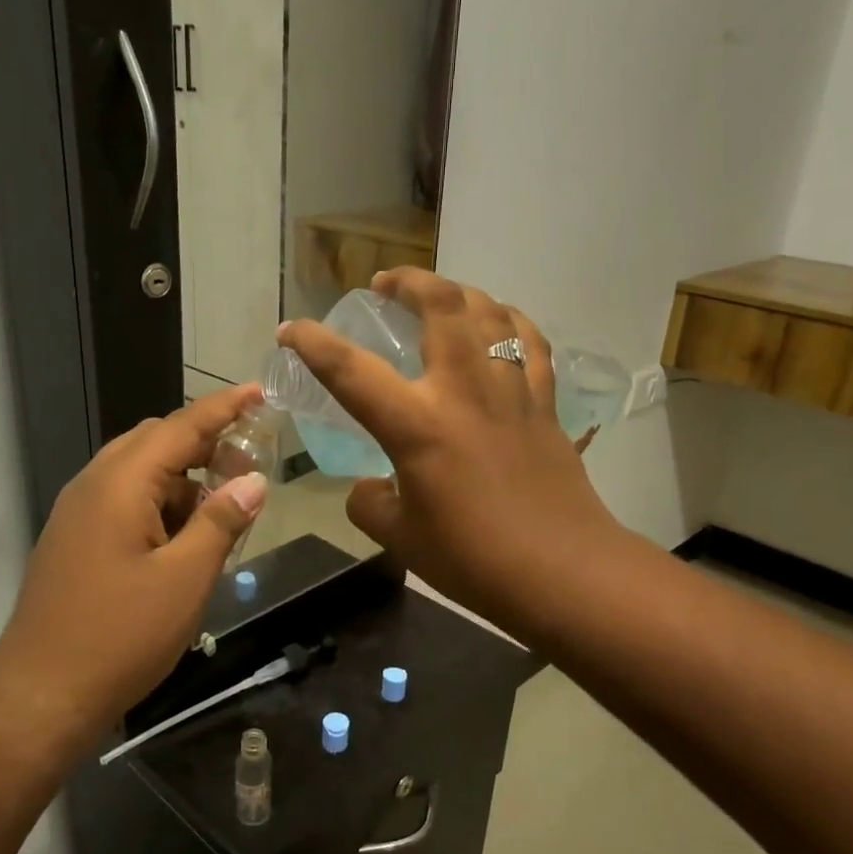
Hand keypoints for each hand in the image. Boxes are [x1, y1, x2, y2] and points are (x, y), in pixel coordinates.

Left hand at [0, 385, 269, 729]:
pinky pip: (124, 502)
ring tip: (223, 512)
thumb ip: (221, 522)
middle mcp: (94, 486)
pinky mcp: (75, 541)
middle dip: (205, 445)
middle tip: (249, 466)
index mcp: (121, 484)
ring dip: (184, 480)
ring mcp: (78, 514)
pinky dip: (161, 506)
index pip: (180, 427)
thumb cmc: (119, 635)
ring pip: (140, 474)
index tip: (258, 391)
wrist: (40, 694)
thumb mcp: (185, 579)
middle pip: (156, 442)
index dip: (223, 408)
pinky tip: (185, 541)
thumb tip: (253, 481)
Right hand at [278, 270, 621, 637]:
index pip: (350, 370)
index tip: (290, 329)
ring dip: (458, 291)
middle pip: (439, 305)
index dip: (312, 343)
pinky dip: (510, 321)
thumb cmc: (473, 559)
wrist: (561, 571)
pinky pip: (531, 343)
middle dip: (407, 281)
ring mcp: (511, 391)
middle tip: (384, 284)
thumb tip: (370, 487)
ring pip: (489, 312)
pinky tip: (500, 323)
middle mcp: (464, 391)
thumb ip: (370, 504)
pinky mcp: (544, 404)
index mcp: (417, 425)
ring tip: (438, 296)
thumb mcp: (400, 538)